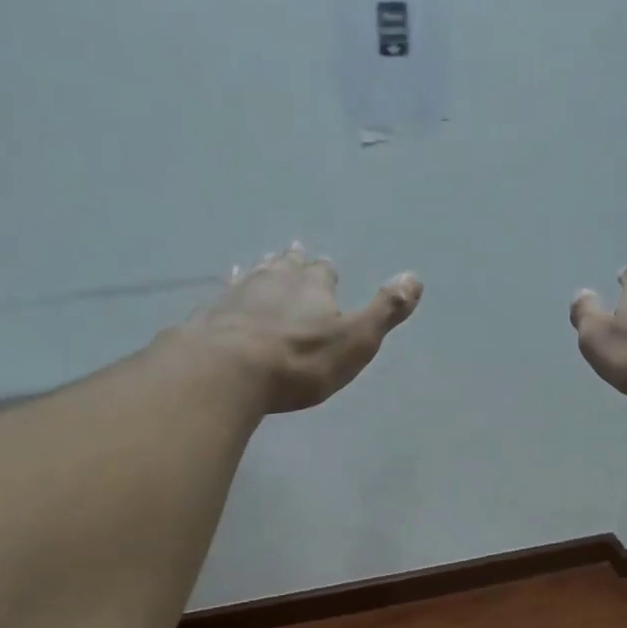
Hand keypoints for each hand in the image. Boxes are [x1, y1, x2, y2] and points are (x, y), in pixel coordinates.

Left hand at [184, 244, 422, 413]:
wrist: (229, 369)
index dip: (327, 274)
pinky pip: (224, 296)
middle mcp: (275, 278)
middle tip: (295, 258)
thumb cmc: (301, 361)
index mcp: (313, 285)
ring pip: (254, 274)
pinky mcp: (210, 312)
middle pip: (287, 264)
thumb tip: (415, 277)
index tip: (328, 275)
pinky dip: (231, 295)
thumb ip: (385, 311)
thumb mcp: (356, 341)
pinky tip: (225, 297)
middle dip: (294, 264)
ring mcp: (238, 292)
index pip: (324, 271)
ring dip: (262, 272)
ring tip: (263, 267)